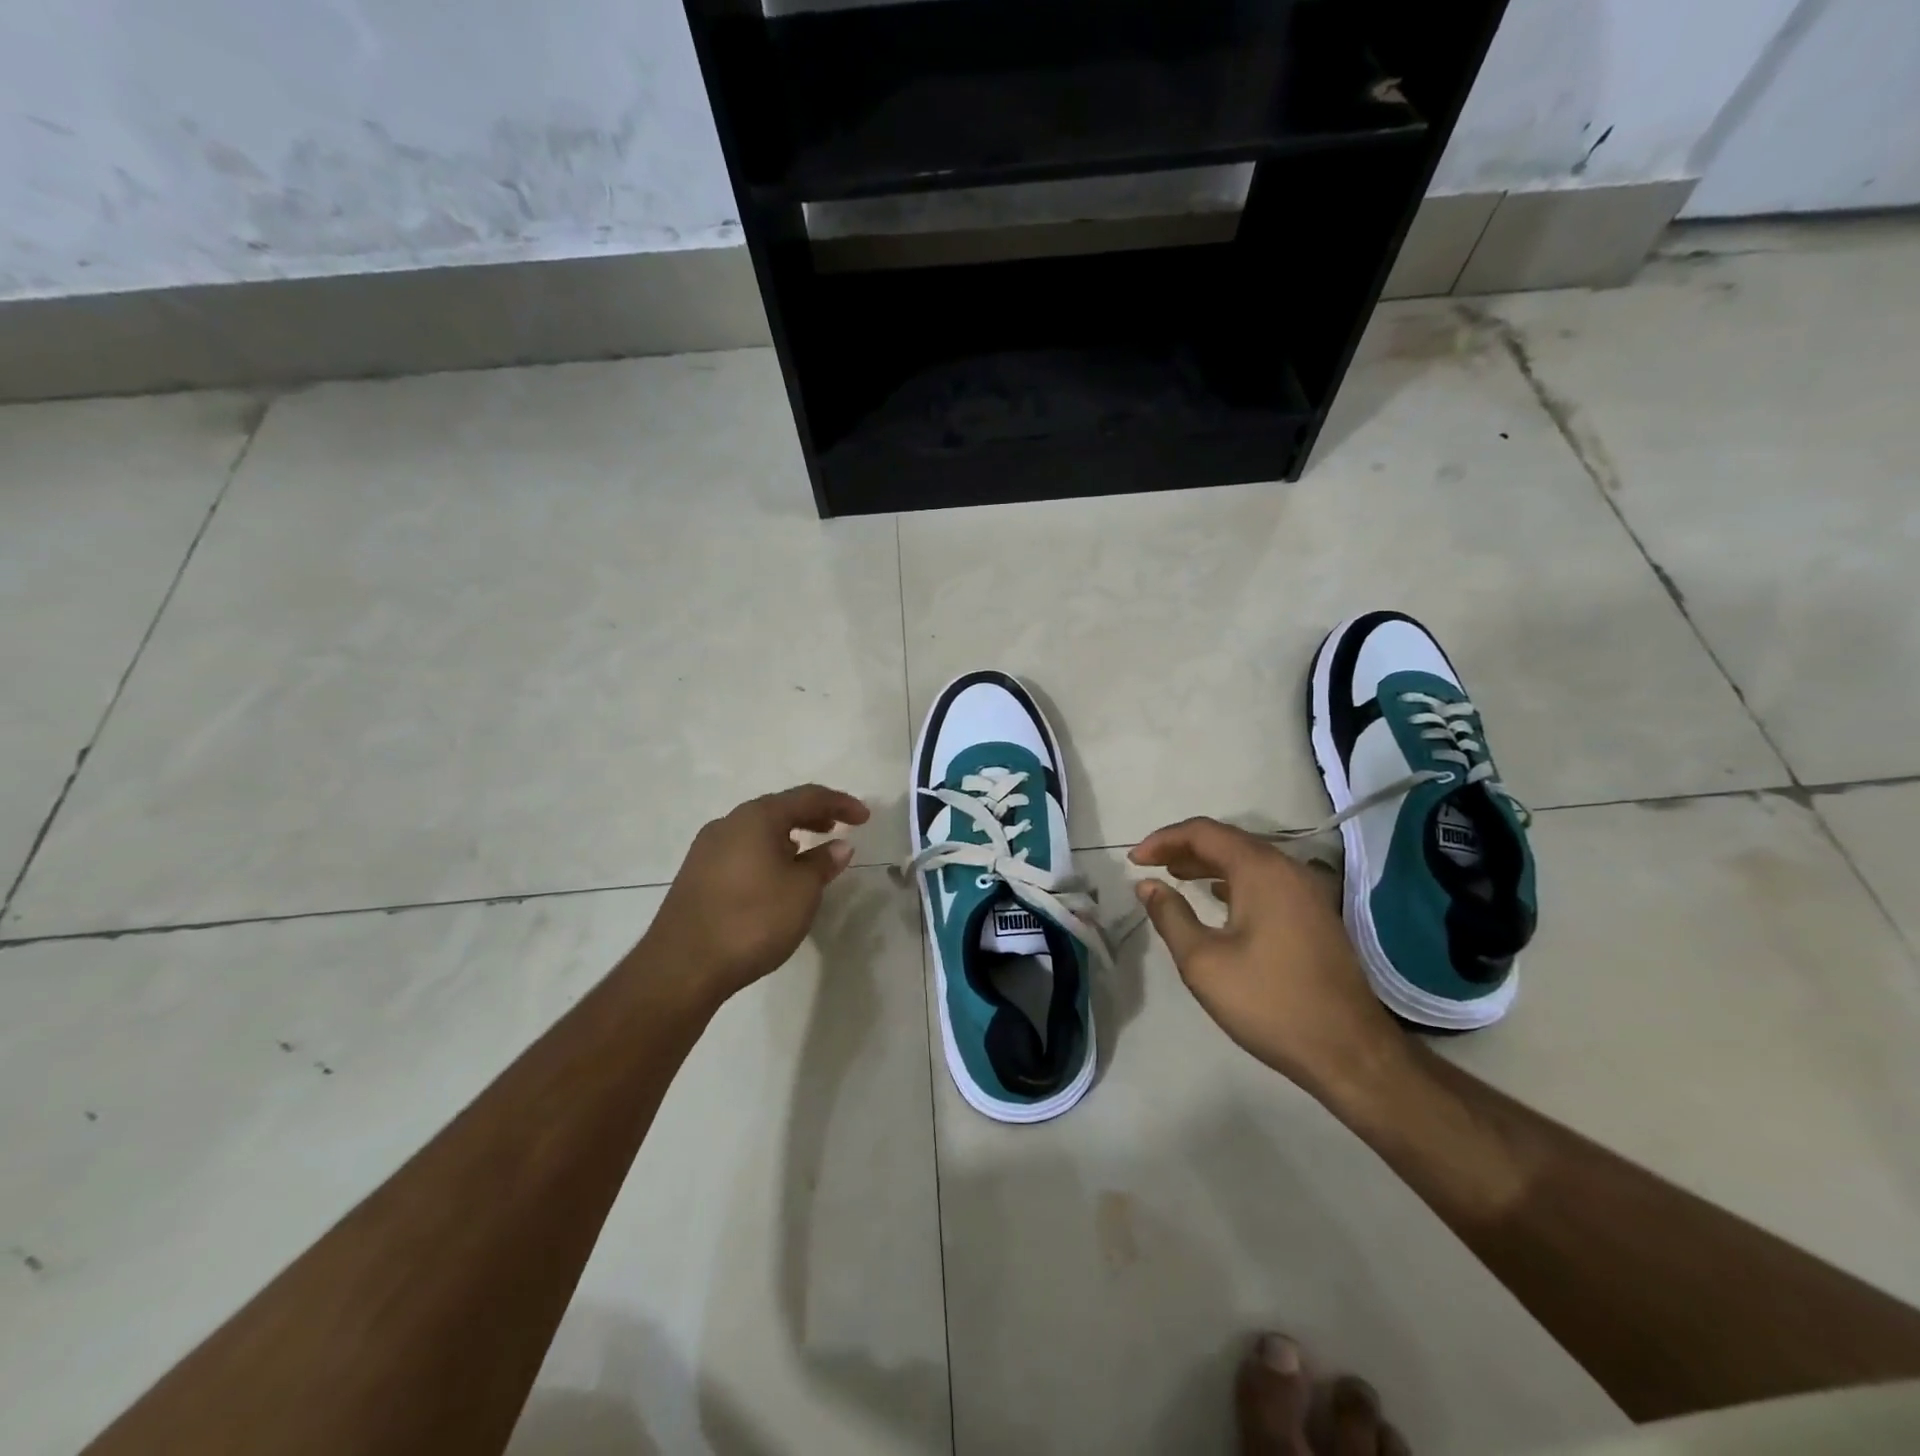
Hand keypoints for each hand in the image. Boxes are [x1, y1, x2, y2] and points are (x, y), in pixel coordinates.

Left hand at [643, 784, 870, 1004]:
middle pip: (779, 809)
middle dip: (812, 816)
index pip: (807, 797)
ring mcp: (707, 849)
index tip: (865, 817)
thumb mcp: (801, 892)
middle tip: (839, 827)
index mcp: (756, 817)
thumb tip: (839, 846)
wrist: (682, 967)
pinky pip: (742, 850)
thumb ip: (823, 863)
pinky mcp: (696, 875)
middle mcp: (728, 824)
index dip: (840, 803)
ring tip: (810, 851)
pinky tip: (775, 875)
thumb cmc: (752, 920)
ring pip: (757, 830)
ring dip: (788, 835)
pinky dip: (767, 853)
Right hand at [1128, 818, 1406, 1098]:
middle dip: (1184, 848)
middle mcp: (1288, 869)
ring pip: (1248, 860)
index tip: (1134, 861)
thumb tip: (1147, 885)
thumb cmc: (1269, 1002)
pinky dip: (1234, 880)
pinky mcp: (1316, 913)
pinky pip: (1266, 880)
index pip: (1203, 832)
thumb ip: (1170, 915)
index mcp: (1260, 870)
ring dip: (1208, 864)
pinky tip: (1217, 898)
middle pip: (1228, 840)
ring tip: (1175, 878)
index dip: (1163, 840)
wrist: (1349, 1051)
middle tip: (1150, 866)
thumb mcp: (1203, 962)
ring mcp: (1307, 891)